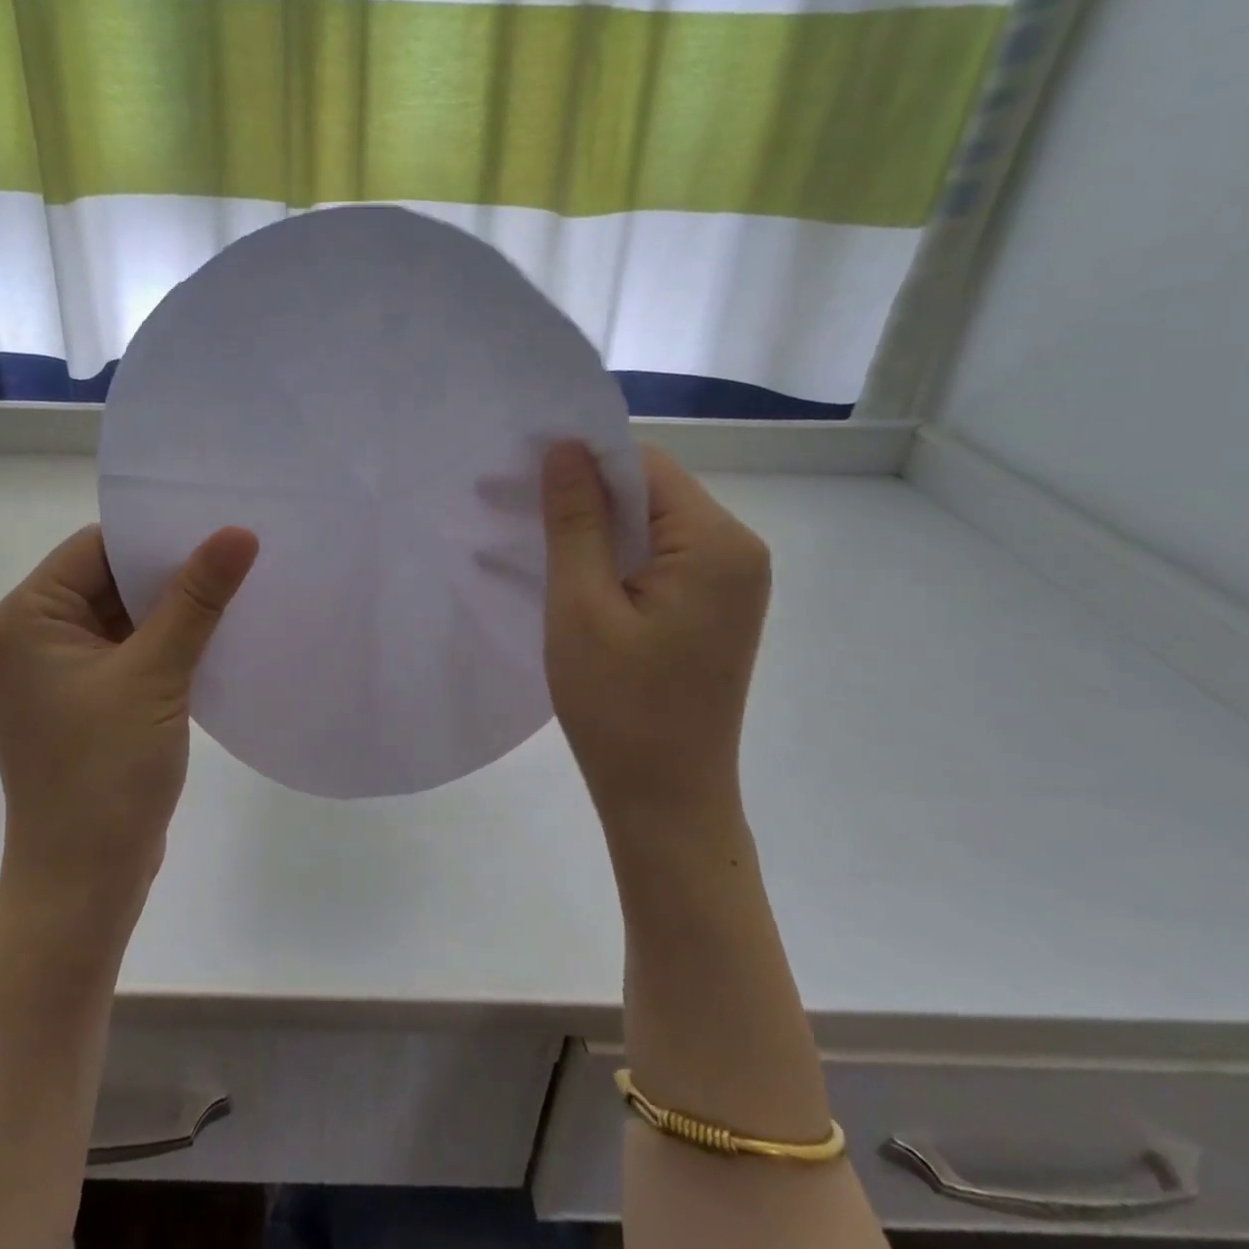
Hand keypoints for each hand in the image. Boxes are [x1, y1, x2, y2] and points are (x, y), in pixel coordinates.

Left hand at [0, 523, 258, 930]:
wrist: (83, 883)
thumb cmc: (105, 773)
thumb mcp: (155, 675)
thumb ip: (196, 599)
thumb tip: (238, 532)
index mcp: (26, 619)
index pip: (95, 548)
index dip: (156, 536)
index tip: (217, 526)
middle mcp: (34, 638)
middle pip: (110, 580)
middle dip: (171, 572)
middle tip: (240, 553)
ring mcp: (60, 673)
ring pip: (126, 617)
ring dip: (175, 609)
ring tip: (240, 587)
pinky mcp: (88, 701)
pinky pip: (132, 651)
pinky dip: (170, 643)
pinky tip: (219, 635)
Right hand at [540, 441, 771, 854]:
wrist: (666, 802)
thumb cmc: (619, 709)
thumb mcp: (581, 607)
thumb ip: (575, 520)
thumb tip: (564, 447)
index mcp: (716, 544)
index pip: (644, 466)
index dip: (580, 461)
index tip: (519, 471)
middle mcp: (737, 551)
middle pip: (651, 493)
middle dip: (583, 494)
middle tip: (511, 503)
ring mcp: (730, 582)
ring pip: (651, 526)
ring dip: (594, 528)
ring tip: (531, 537)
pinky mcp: (713, 608)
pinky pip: (659, 560)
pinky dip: (614, 558)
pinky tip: (570, 571)